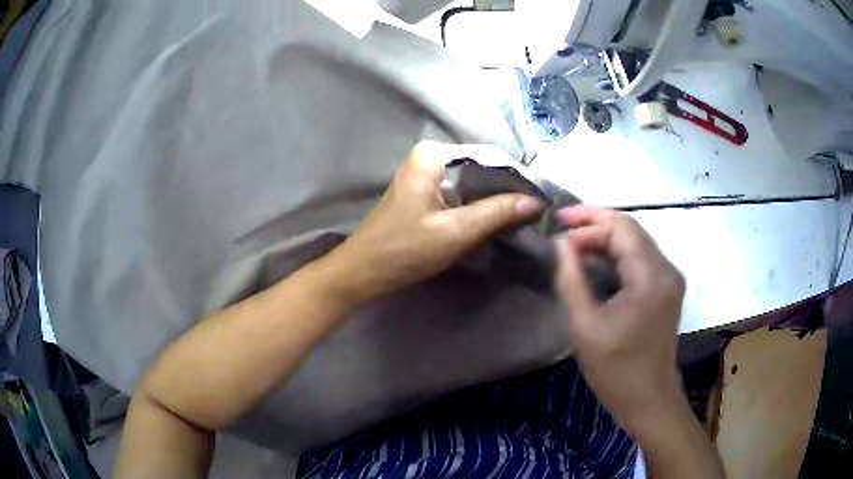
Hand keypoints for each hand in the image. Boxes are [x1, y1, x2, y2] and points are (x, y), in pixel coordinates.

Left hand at [328, 141, 543, 302]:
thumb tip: (535, 201)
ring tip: (524, 213)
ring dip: (497, 196)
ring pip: (474, 178)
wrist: (364, 271)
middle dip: (509, 186)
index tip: (542, 197)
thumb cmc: (404, 250)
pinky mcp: (426, 190)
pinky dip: (481, 203)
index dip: (519, 175)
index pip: (490, 155)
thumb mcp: (455, 232)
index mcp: (433, 155)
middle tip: (536, 208)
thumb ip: (496, 213)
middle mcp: (430, 156)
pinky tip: (497, 217)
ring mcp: (427, 172)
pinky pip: (463, 190)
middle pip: (482, 165)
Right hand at [554, 206, 685, 433]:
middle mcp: (667, 270)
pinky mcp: (666, 290)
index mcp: (651, 277)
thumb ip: (572, 280)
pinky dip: (616, 255)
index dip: (589, 222)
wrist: (649, 400)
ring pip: (636, 243)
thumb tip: (560, 245)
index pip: (622, 228)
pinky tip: (595, 261)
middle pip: (631, 231)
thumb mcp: (586, 327)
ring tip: (573, 244)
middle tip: (561, 227)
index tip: (557, 228)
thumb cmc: (617, 370)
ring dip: (605, 239)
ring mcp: (670, 279)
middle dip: (595, 225)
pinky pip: (640, 259)